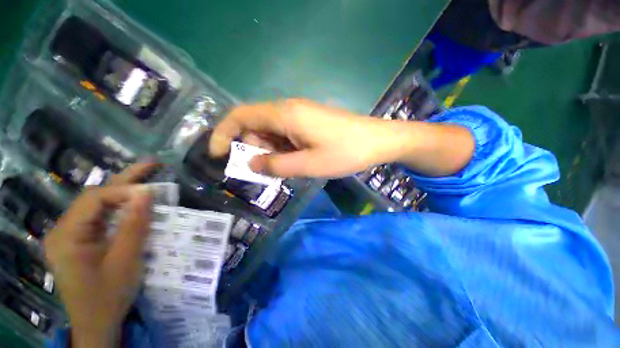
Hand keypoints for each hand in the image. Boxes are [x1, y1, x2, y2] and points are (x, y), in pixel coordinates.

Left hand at [44, 163, 157, 347]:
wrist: (96, 324)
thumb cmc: (108, 296)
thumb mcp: (125, 261)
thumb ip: (134, 225)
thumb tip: (147, 193)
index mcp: (66, 236)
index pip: (94, 200)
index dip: (125, 190)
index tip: (154, 191)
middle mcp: (63, 229)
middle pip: (94, 196)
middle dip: (125, 179)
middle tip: (153, 164)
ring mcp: (71, 235)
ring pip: (98, 204)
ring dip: (124, 191)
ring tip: (147, 177)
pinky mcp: (80, 240)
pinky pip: (101, 216)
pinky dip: (120, 206)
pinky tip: (134, 201)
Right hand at [209, 99, 473, 177]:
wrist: (377, 141)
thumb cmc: (345, 153)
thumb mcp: (308, 165)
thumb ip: (276, 165)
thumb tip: (252, 165)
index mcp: (285, 114)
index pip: (240, 116)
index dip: (224, 134)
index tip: (218, 155)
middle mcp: (289, 109)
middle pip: (256, 125)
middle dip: (254, 149)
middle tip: (268, 171)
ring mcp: (300, 114)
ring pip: (272, 131)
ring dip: (271, 151)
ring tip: (289, 168)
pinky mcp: (309, 122)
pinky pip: (286, 134)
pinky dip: (284, 148)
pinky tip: (298, 160)